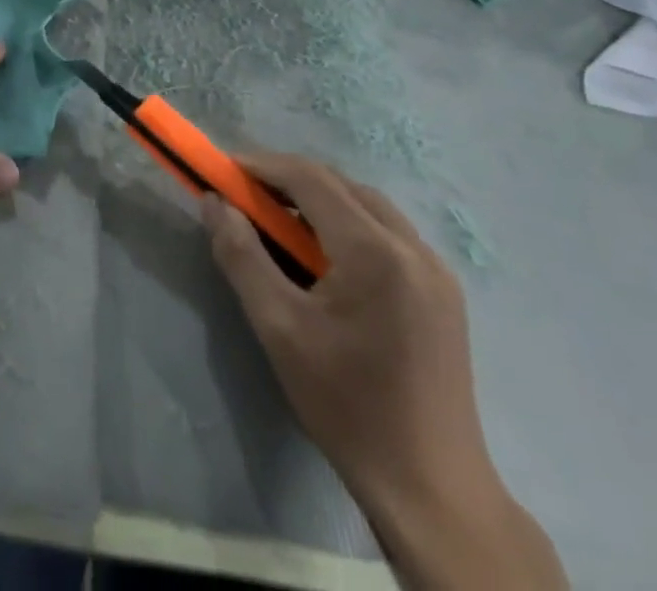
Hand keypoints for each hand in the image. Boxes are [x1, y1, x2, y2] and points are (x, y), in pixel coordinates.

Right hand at [205, 154, 565, 590]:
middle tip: (246, 198)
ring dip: (320, 201)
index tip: (224, 171)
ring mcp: (436, 269)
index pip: (311, 179)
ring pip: (367, 205)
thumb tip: (213, 203)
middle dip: (289, 181)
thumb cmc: (347, 406)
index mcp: (375, 252)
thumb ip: (240, 255)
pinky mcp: (443, 292)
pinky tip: (326, 258)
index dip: (263, 166)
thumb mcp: (279, 328)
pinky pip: (388, 233)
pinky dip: (348, 225)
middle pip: (341, 185)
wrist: (431, 491)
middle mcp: (413, 247)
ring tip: (280, 226)